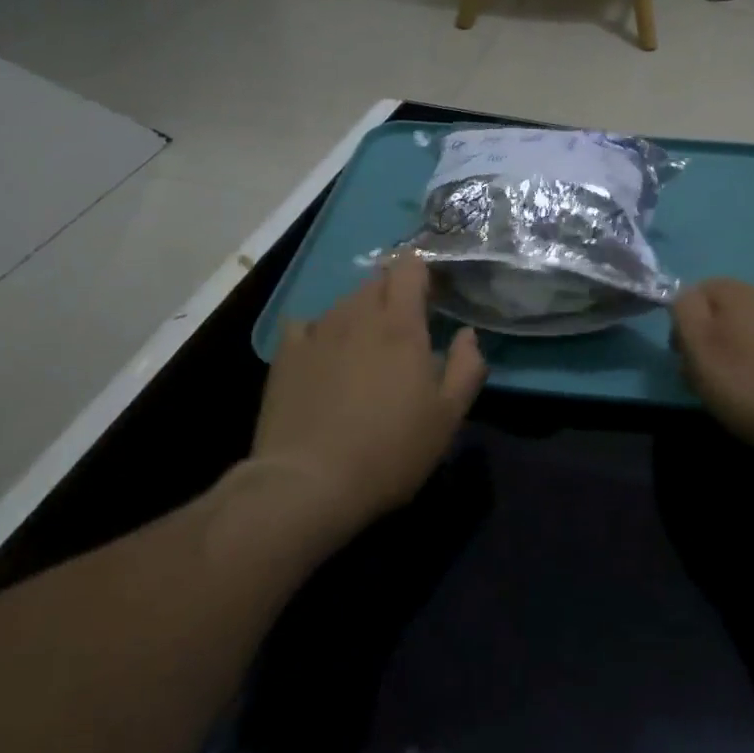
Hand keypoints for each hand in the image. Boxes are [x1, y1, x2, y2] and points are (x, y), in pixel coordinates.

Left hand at [248, 255, 485, 532]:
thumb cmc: (389, 451)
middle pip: (377, 280)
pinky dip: (319, 331)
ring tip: (364, 347)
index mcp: (401, 325)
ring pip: (344, 302)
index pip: (410, 268)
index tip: (431, 298)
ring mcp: (318, 331)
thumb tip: (468, 334)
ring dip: (360, 312)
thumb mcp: (447, 417)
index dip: (422, 274)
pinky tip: (322, 355)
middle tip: (403, 328)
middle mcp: (358, 315)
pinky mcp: (285, 354)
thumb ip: (466, 367)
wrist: (308, 484)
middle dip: (393, 293)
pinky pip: (306, 324)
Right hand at [671, 278, 753, 467]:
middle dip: (708, 338)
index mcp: (739, 292)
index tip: (681, 355)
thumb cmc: (748, 385)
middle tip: (702, 377)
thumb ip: (685, 311)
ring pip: (748, 330)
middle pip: (723, 310)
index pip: (698, 290)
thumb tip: (685, 296)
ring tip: (730, 390)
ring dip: (733, 352)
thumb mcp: (699, 346)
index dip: (683, 321)